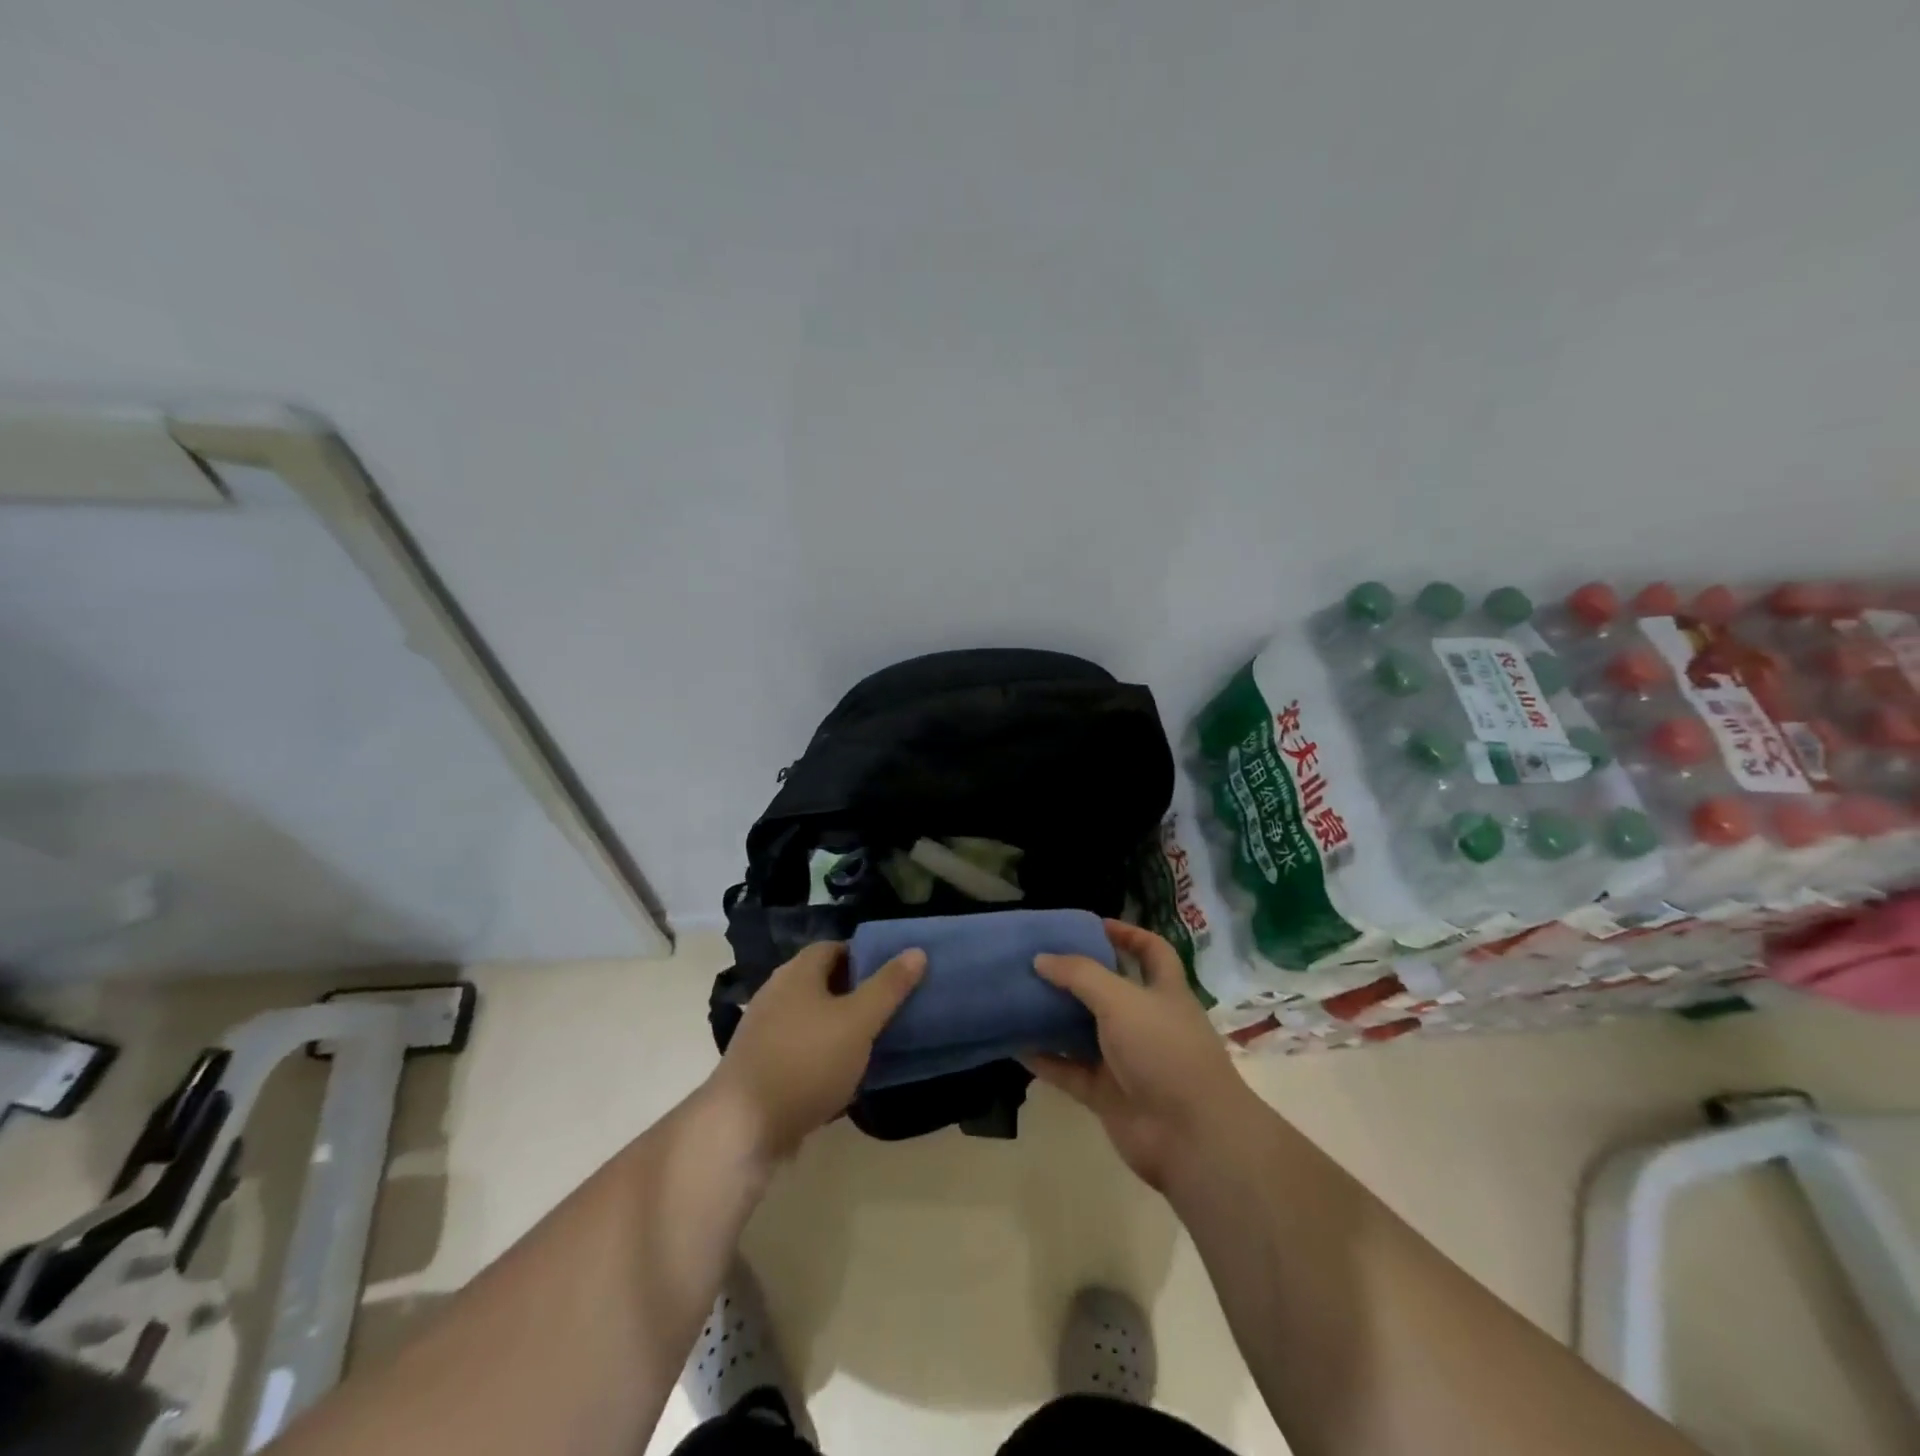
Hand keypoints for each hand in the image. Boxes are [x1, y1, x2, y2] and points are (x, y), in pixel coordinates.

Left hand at [706, 941, 925, 1162]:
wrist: (742, 1127)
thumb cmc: (807, 1061)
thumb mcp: (859, 1021)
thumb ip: (888, 987)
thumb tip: (916, 951)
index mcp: (797, 972)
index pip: (833, 947)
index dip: (864, 955)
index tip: (893, 973)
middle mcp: (776, 993)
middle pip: (821, 981)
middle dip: (855, 991)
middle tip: (889, 1006)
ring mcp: (763, 1030)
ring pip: (811, 1016)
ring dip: (839, 1025)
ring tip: (872, 1040)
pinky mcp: (760, 1065)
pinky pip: (799, 1046)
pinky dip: (822, 1052)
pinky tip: (842, 1073)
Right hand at [1024, 920, 1259, 1192]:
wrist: (1190, 1136)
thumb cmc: (1164, 1051)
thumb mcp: (1122, 1000)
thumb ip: (1080, 975)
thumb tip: (1041, 958)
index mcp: (1164, 992)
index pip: (1151, 951)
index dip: (1128, 934)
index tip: (1093, 925)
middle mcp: (1146, 1022)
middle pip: (1110, 991)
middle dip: (1078, 976)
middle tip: (1039, 960)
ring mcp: (1127, 1061)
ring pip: (1085, 1032)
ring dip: (1055, 1018)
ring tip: (1018, 996)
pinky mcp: (1108, 1095)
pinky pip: (1070, 1072)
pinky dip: (1046, 1060)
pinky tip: (1015, 1046)